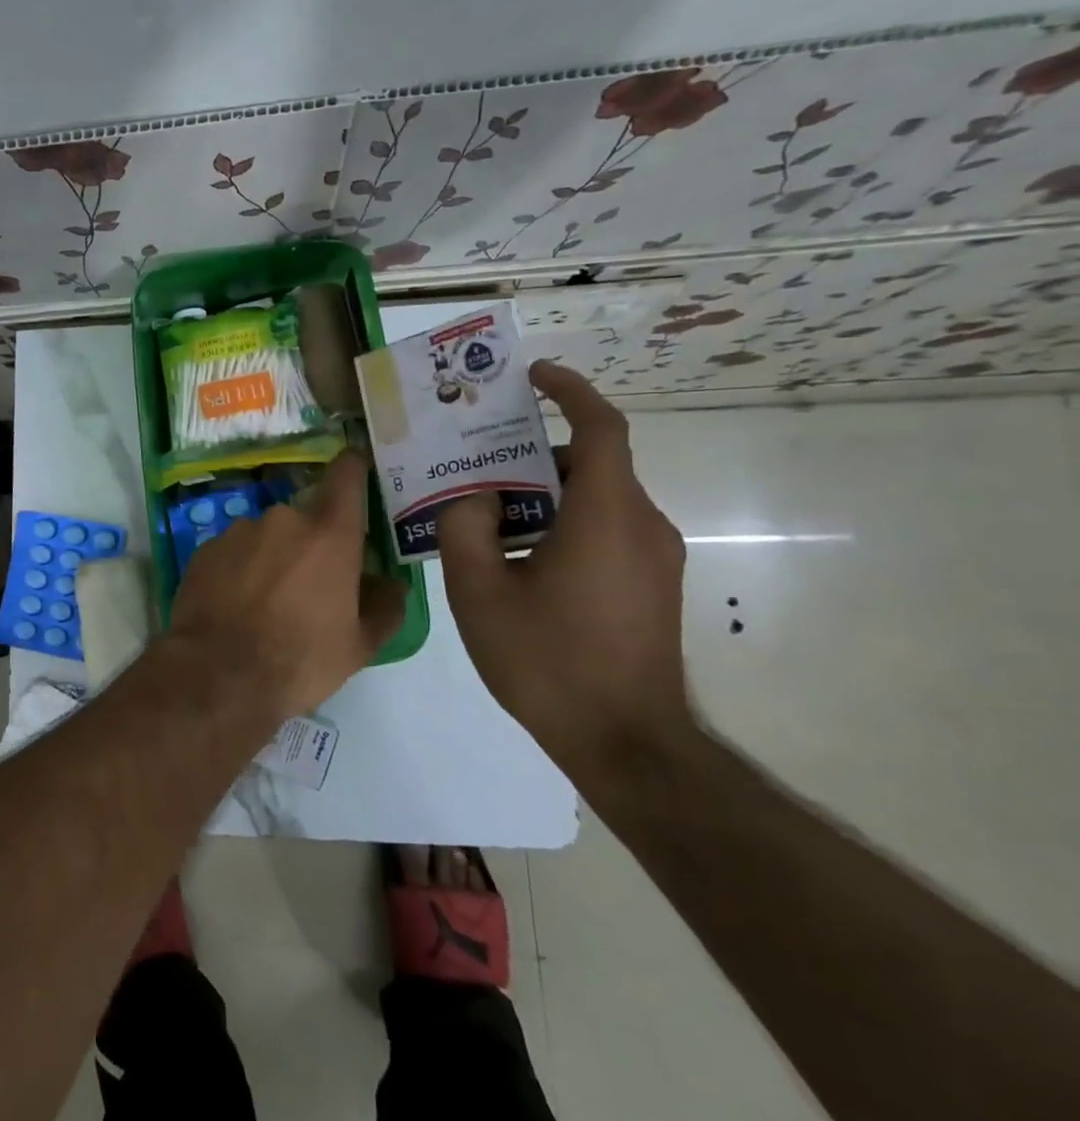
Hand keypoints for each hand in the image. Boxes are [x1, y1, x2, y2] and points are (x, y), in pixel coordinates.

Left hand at [167, 450, 406, 718]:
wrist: (218, 675)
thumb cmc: (300, 659)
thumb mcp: (359, 645)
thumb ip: (384, 606)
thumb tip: (390, 584)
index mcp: (329, 533)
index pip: (346, 474)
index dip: (354, 467)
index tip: (357, 469)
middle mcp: (283, 519)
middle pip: (306, 518)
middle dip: (311, 543)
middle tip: (310, 585)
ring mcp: (238, 531)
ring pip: (267, 535)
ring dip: (273, 557)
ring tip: (267, 602)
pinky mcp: (205, 548)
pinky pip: (234, 551)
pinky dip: (240, 569)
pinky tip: (236, 604)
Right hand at [434, 362, 693, 782]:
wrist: (626, 744)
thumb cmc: (549, 661)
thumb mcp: (479, 592)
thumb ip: (465, 528)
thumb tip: (473, 497)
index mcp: (606, 516)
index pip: (602, 428)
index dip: (571, 391)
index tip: (534, 376)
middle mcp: (643, 526)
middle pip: (590, 464)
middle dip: (533, 453)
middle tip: (477, 459)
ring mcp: (654, 559)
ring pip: (595, 500)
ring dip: (543, 494)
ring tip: (486, 511)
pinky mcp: (652, 587)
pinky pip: (605, 531)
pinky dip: (561, 524)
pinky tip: (516, 557)